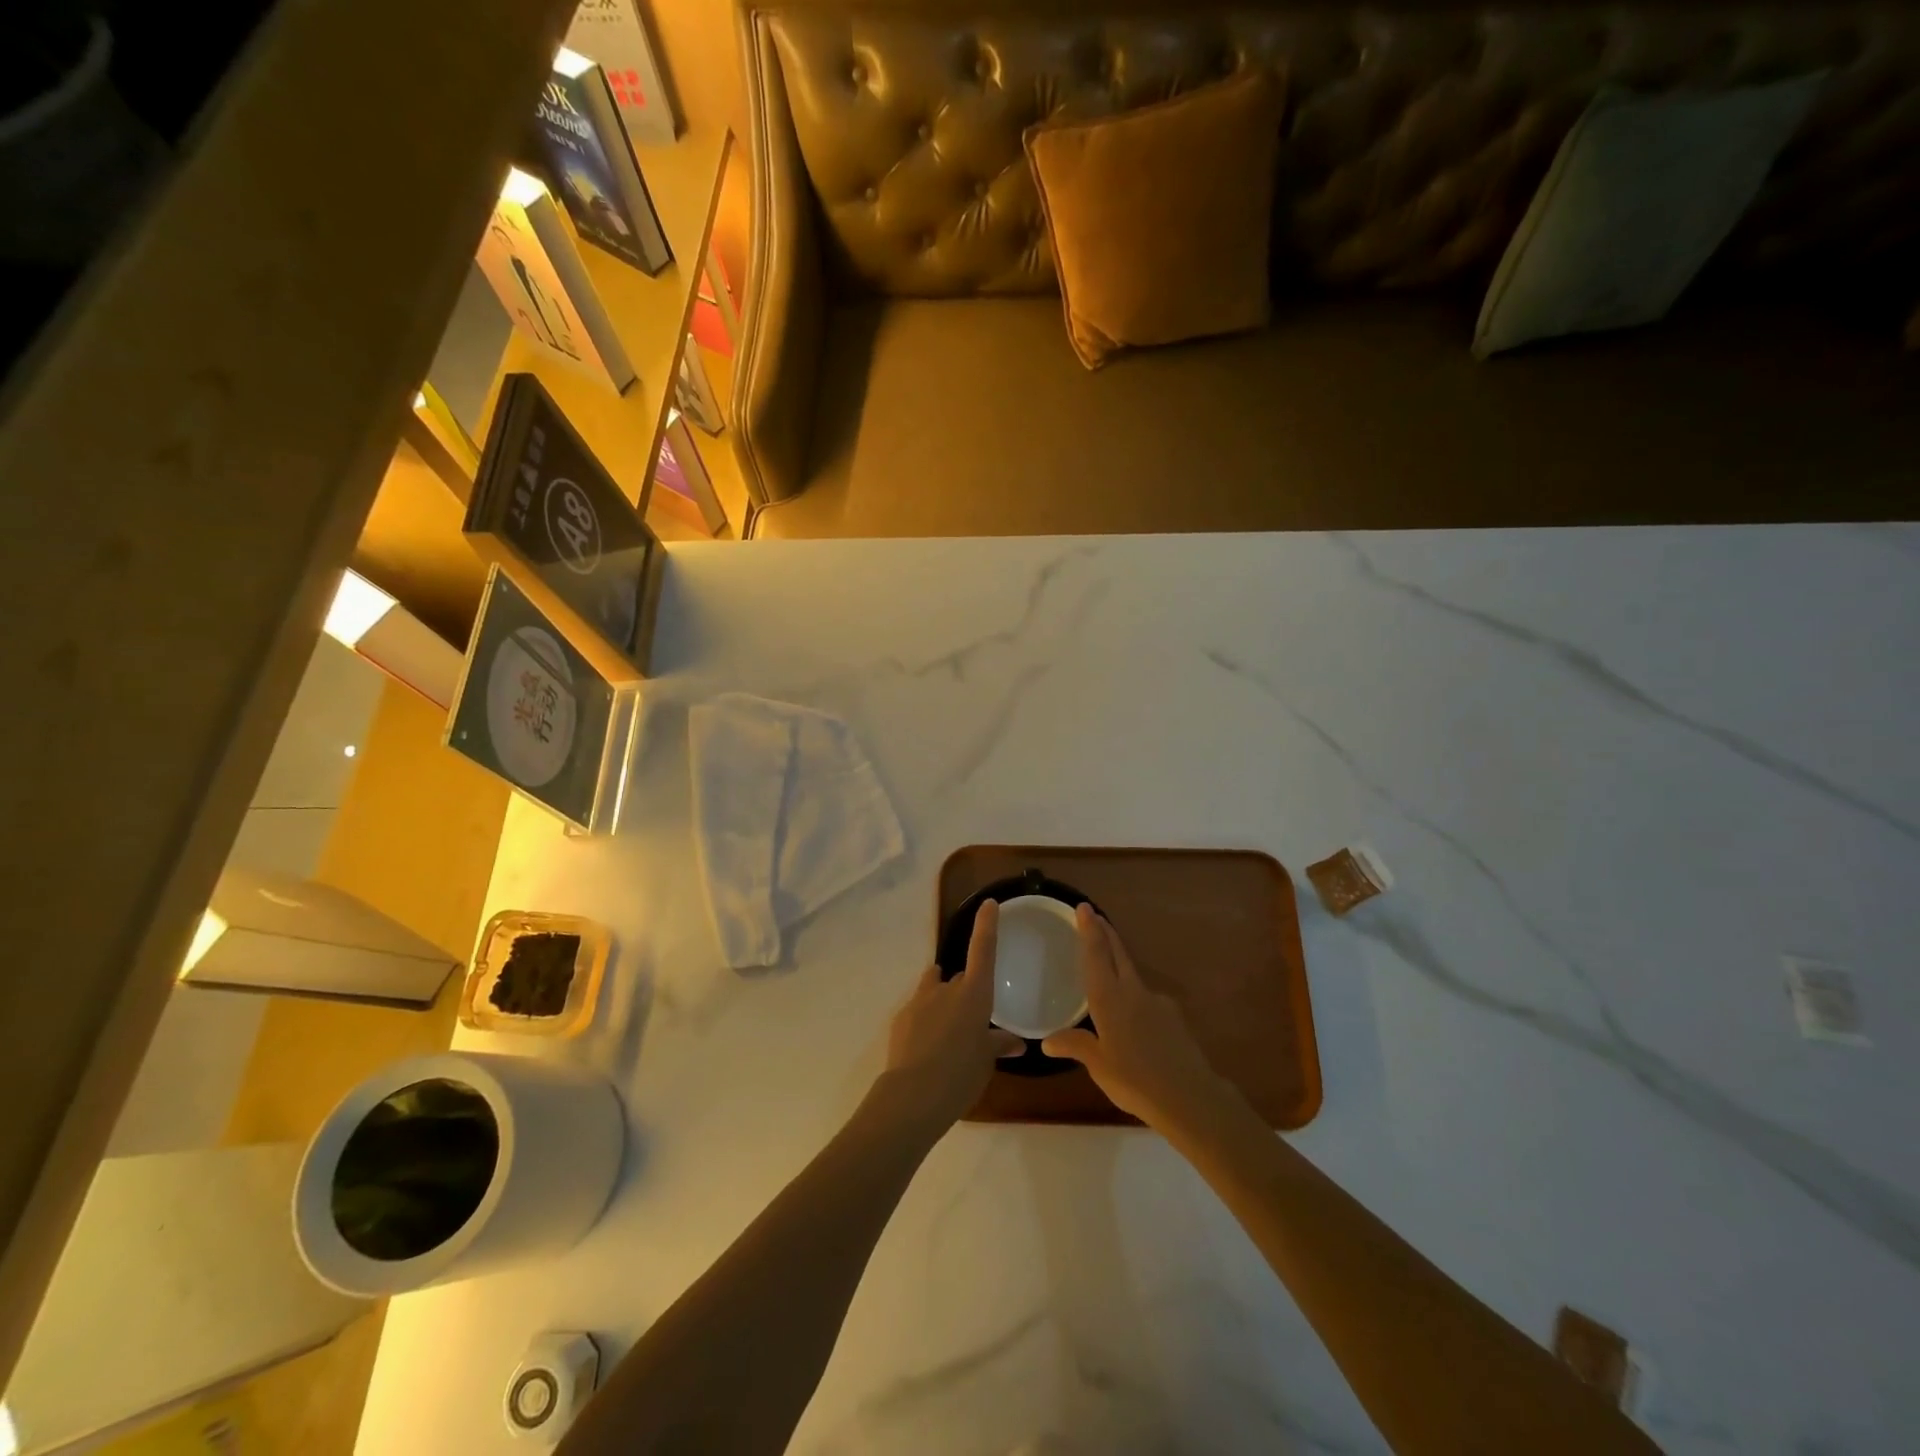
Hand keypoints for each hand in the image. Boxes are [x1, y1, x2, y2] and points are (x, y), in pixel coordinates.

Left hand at [882, 900, 1024, 1130]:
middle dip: (965, 992)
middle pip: (959, 978)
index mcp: (974, 994)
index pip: (983, 950)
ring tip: (947, 1032)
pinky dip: (925, 1021)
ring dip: (942, 1000)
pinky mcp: (901, 1017)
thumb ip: (999, 1045)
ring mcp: (920, 1001)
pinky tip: (928, 1048)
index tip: (988, 904)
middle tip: (973, 1021)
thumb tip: (1016, 1042)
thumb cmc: (961, 1074)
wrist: (913, 1095)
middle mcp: (947, 989)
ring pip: (934, 989)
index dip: (986, 925)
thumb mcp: (986, 1061)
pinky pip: (918, 1010)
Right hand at [1043, 905, 1234, 1133]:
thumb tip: (1047, 1041)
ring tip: (1108, 969)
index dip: (1089, 930)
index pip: (1096, 955)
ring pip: (1133, 974)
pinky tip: (1135, 1020)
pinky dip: (1136, 997)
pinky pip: (1147, 999)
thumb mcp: (1098, 1065)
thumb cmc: (1135, 1080)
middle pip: (1118, 954)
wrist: (1190, 1097)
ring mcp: (1157, 1002)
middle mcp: (1133, 991)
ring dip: (1120, 962)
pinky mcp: (1174, 1017)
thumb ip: (1075, 1046)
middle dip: (1106, 933)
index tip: (1084, 907)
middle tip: (1095, 916)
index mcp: (1109, 998)